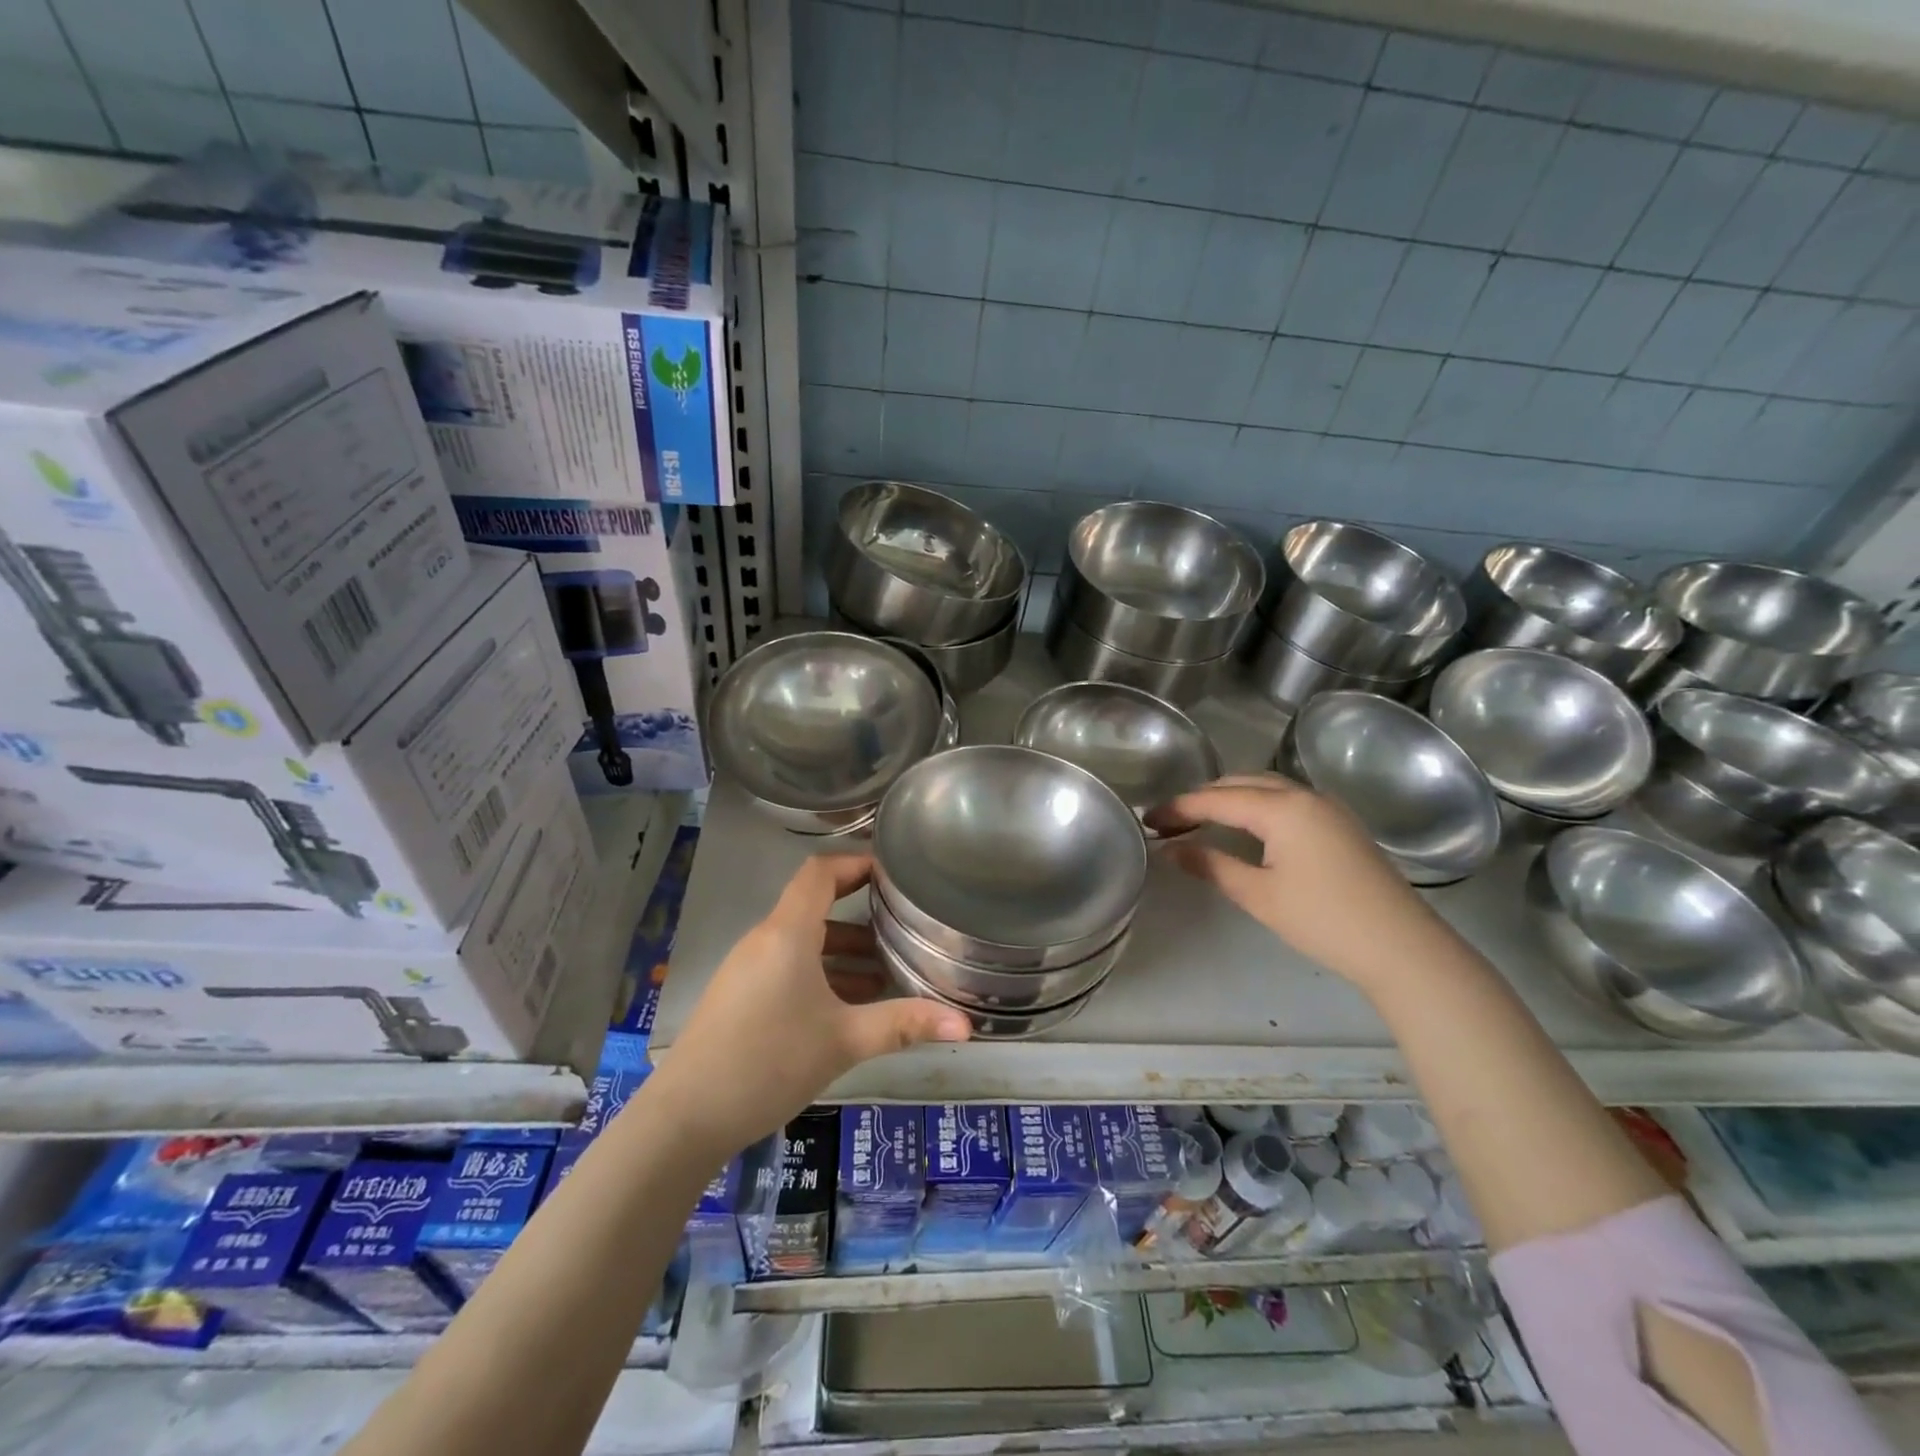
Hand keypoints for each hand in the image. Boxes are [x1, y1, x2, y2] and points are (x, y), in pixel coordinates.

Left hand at [654, 853, 969, 1148]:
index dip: (856, 863)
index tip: (893, 872)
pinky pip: (789, 967)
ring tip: (889, 973)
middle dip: (862, 915)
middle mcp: (766, 940)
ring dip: (844, 952)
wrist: (685, 1117)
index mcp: (788, 933)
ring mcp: (749, 969)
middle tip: (905, 925)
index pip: (821, 872)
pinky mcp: (741, 996)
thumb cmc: (769, 1061)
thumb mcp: (844, 1041)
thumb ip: (904, 1025)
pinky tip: (850, 1007)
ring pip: (805, 943)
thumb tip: (966, 1025)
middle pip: (816, 908)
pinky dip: (822, 974)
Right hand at [1165, 774, 1453, 993]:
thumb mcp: (1258, 895)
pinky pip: (1286, 799)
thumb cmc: (1323, 919)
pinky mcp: (1340, 824)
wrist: (1402, 947)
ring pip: (1266, 787)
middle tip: (1170, 820)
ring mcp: (1327, 807)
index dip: (1179, 808)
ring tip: (1200, 820)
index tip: (1148, 819)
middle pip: (1242, 782)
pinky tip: (1245, 827)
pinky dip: (1256, 805)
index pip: (1217, 798)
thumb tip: (1171, 850)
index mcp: (1282, 807)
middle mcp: (1305, 795)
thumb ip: (1211, 865)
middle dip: (1203, 797)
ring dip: (1230, 797)